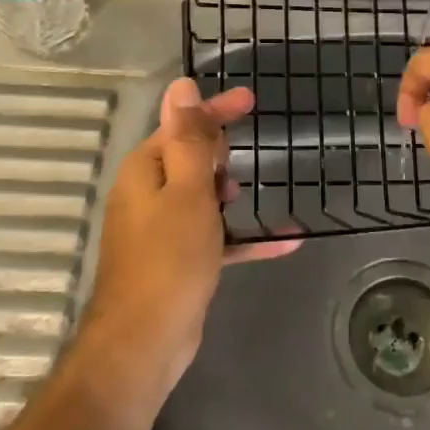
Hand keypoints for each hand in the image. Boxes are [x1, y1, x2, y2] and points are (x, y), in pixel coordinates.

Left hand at [83, 77, 296, 377]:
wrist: (144, 344)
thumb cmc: (169, 258)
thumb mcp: (188, 190)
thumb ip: (189, 138)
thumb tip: (181, 85)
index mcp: (146, 170)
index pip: (182, 125)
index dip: (215, 110)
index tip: (251, 100)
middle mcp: (148, 194)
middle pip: (190, 158)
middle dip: (220, 153)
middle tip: (247, 158)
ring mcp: (161, 229)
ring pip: (202, 197)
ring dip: (230, 193)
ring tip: (256, 194)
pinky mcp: (178, 260)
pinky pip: (215, 236)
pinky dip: (243, 235)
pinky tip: (285, 241)